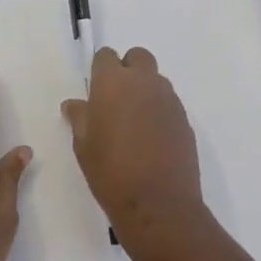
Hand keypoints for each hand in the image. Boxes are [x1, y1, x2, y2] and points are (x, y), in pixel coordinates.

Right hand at [60, 47, 210, 246]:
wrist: (158, 203)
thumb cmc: (111, 172)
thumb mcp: (84, 146)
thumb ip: (80, 118)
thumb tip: (75, 104)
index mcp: (113, 83)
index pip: (106, 56)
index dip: (100, 69)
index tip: (96, 90)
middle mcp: (144, 82)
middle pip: (137, 57)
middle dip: (127, 70)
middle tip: (116, 100)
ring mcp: (169, 99)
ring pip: (156, 79)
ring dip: (145, 90)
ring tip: (134, 123)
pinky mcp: (185, 118)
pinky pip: (169, 102)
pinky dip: (159, 110)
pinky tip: (152, 138)